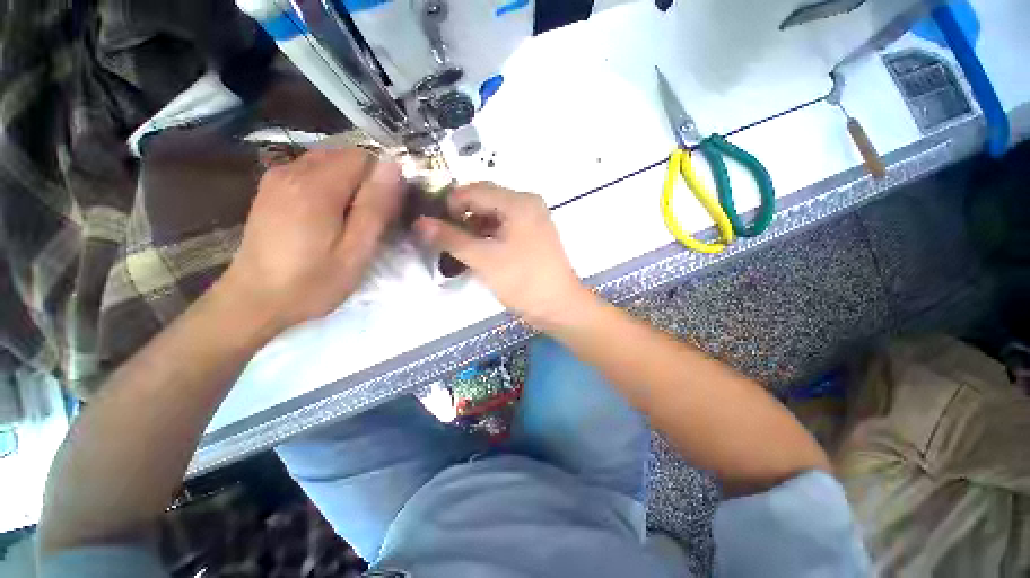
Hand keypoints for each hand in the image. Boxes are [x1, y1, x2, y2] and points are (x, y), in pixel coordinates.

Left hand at [221, 148, 403, 331]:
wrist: (254, 300)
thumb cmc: (312, 282)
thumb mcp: (356, 251)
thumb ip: (375, 207)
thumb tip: (393, 167)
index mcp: (317, 187)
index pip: (363, 157)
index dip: (381, 179)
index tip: (384, 210)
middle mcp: (292, 170)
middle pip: (344, 156)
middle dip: (365, 182)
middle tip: (367, 219)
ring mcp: (277, 177)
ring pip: (328, 162)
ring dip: (347, 184)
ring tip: (348, 220)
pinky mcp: (270, 188)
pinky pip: (310, 171)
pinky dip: (328, 186)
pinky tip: (325, 216)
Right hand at [414, 183, 588, 327]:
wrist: (559, 307)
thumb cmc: (523, 281)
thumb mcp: (484, 259)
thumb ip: (451, 239)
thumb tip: (420, 223)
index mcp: (518, 202)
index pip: (474, 190)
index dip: (449, 205)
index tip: (432, 225)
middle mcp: (527, 203)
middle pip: (484, 200)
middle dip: (461, 216)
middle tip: (443, 237)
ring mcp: (533, 219)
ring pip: (494, 214)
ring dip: (474, 227)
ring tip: (458, 247)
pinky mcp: (534, 235)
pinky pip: (504, 226)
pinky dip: (488, 235)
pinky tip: (477, 251)